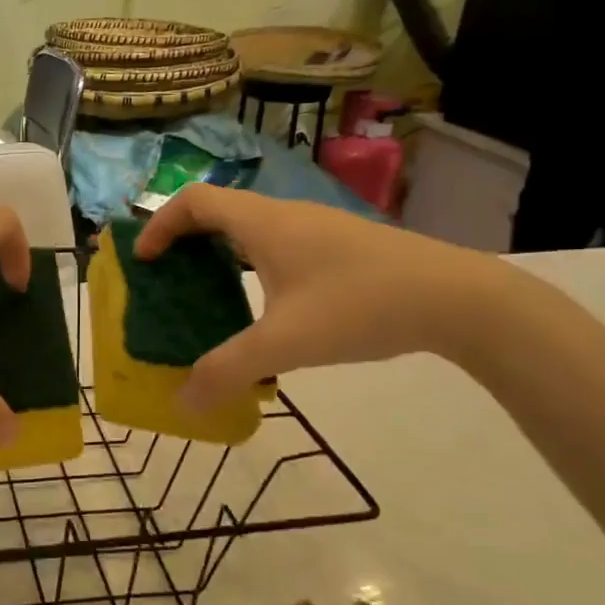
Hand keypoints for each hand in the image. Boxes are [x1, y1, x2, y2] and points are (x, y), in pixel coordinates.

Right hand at [133, 187, 512, 408]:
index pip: (192, 200)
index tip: (144, 261)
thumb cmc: (361, 306)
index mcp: (263, 223)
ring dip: (219, 253)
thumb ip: (228, 371)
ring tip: (209, 295)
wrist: (460, 299)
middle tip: (167, 279)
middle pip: (218, 210)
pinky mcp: (341, 246)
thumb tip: (181, 403)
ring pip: (250, 228)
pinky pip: (277, 244)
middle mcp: (285, 215)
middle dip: (183, 240)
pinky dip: (251, 264)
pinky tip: (267, 307)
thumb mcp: (285, 343)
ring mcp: (317, 228)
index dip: (159, 225)